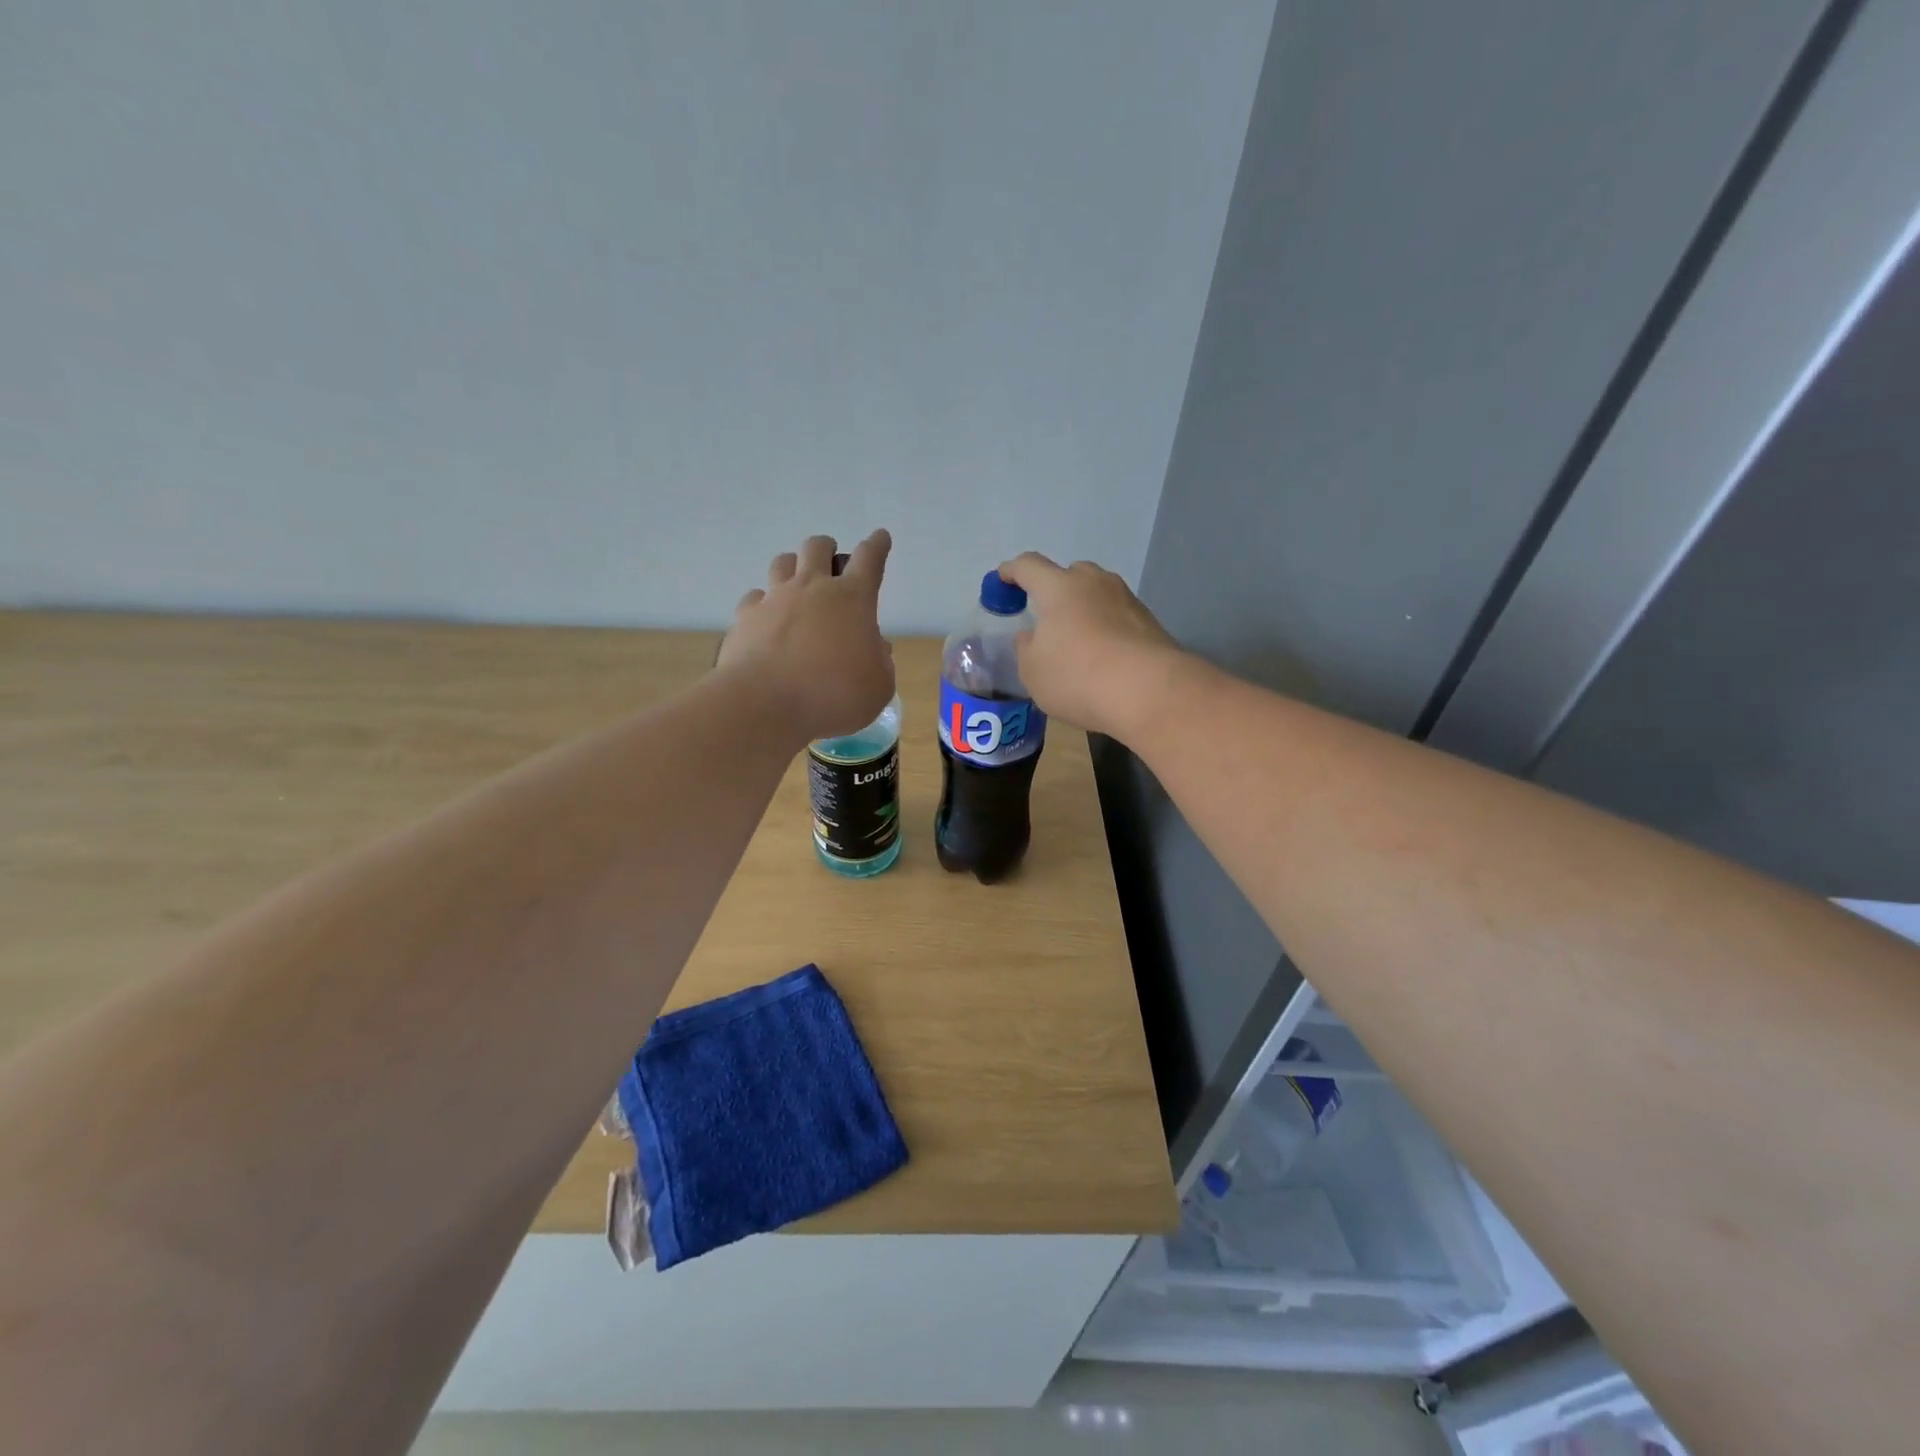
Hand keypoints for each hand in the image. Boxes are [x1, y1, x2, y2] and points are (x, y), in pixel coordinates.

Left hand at [719, 531, 895, 742]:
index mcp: (852, 599)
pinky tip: (766, 619)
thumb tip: (875, 647)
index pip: (870, 559)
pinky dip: (763, 604)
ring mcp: (774, 599)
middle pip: (817, 547)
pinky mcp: (745, 618)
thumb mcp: (878, 687)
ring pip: (782, 562)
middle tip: (831, 564)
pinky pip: (754, 598)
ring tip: (797, 583)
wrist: (765, 705)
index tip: (880, 537)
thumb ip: (881, 663)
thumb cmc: (834, 695)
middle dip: (827, 549)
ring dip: (793, 566)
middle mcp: (812, 588)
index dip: (877, 545)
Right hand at [996, 553, 1182, 739]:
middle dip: (1054, 590)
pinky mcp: (1150, 621)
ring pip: (1097, 594)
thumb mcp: (1033, 671)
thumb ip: (1027, 648)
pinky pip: (1118, 616)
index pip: (1028, 566)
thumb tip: (1033, 635)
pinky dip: (1106, 628)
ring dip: (1084, 609)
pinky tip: (1104, 656)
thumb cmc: (1077, 677)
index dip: (1011, 571)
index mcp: (1058, 587)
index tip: (1002, 579)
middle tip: (1046, 617)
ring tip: (1077, 639)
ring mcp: (1126, 599)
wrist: (1149, 691)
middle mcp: (1094, 582)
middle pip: (1069, 574)